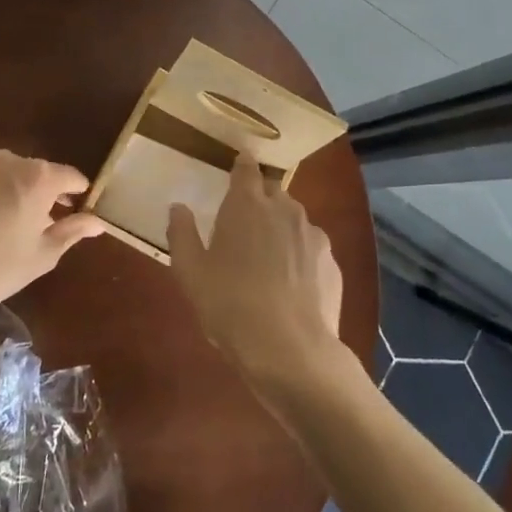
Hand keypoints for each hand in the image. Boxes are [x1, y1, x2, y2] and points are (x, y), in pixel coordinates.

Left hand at [0, 151, 105, 317]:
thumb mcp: (44, 254)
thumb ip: (73, 231)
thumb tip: (98, 222)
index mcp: (38, 177)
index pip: (71, 176)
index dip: (79, 193)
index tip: (79, 210)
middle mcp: (8, 161)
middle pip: (38, 172)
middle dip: (45, 192)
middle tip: (44, 222)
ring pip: (7, 174)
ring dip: (15, 191)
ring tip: (10, 223)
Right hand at [167, 154, 343, 390]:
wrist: (290, 349)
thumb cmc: (230, 304)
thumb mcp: (191, 273)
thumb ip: (182, 234)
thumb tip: (178, 208)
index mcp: (247, 205)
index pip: (246, 169)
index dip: (242, 165)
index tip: (239, 163)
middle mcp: (285, 209)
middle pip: (272, 193)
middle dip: (260, 201)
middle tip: (244, 226)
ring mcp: (313, 235)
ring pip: (294, 221)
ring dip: (281, 230)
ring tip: (268, 261)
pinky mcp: (332, 263)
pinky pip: (311, 250)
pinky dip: (300, 258)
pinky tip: (291, 287)